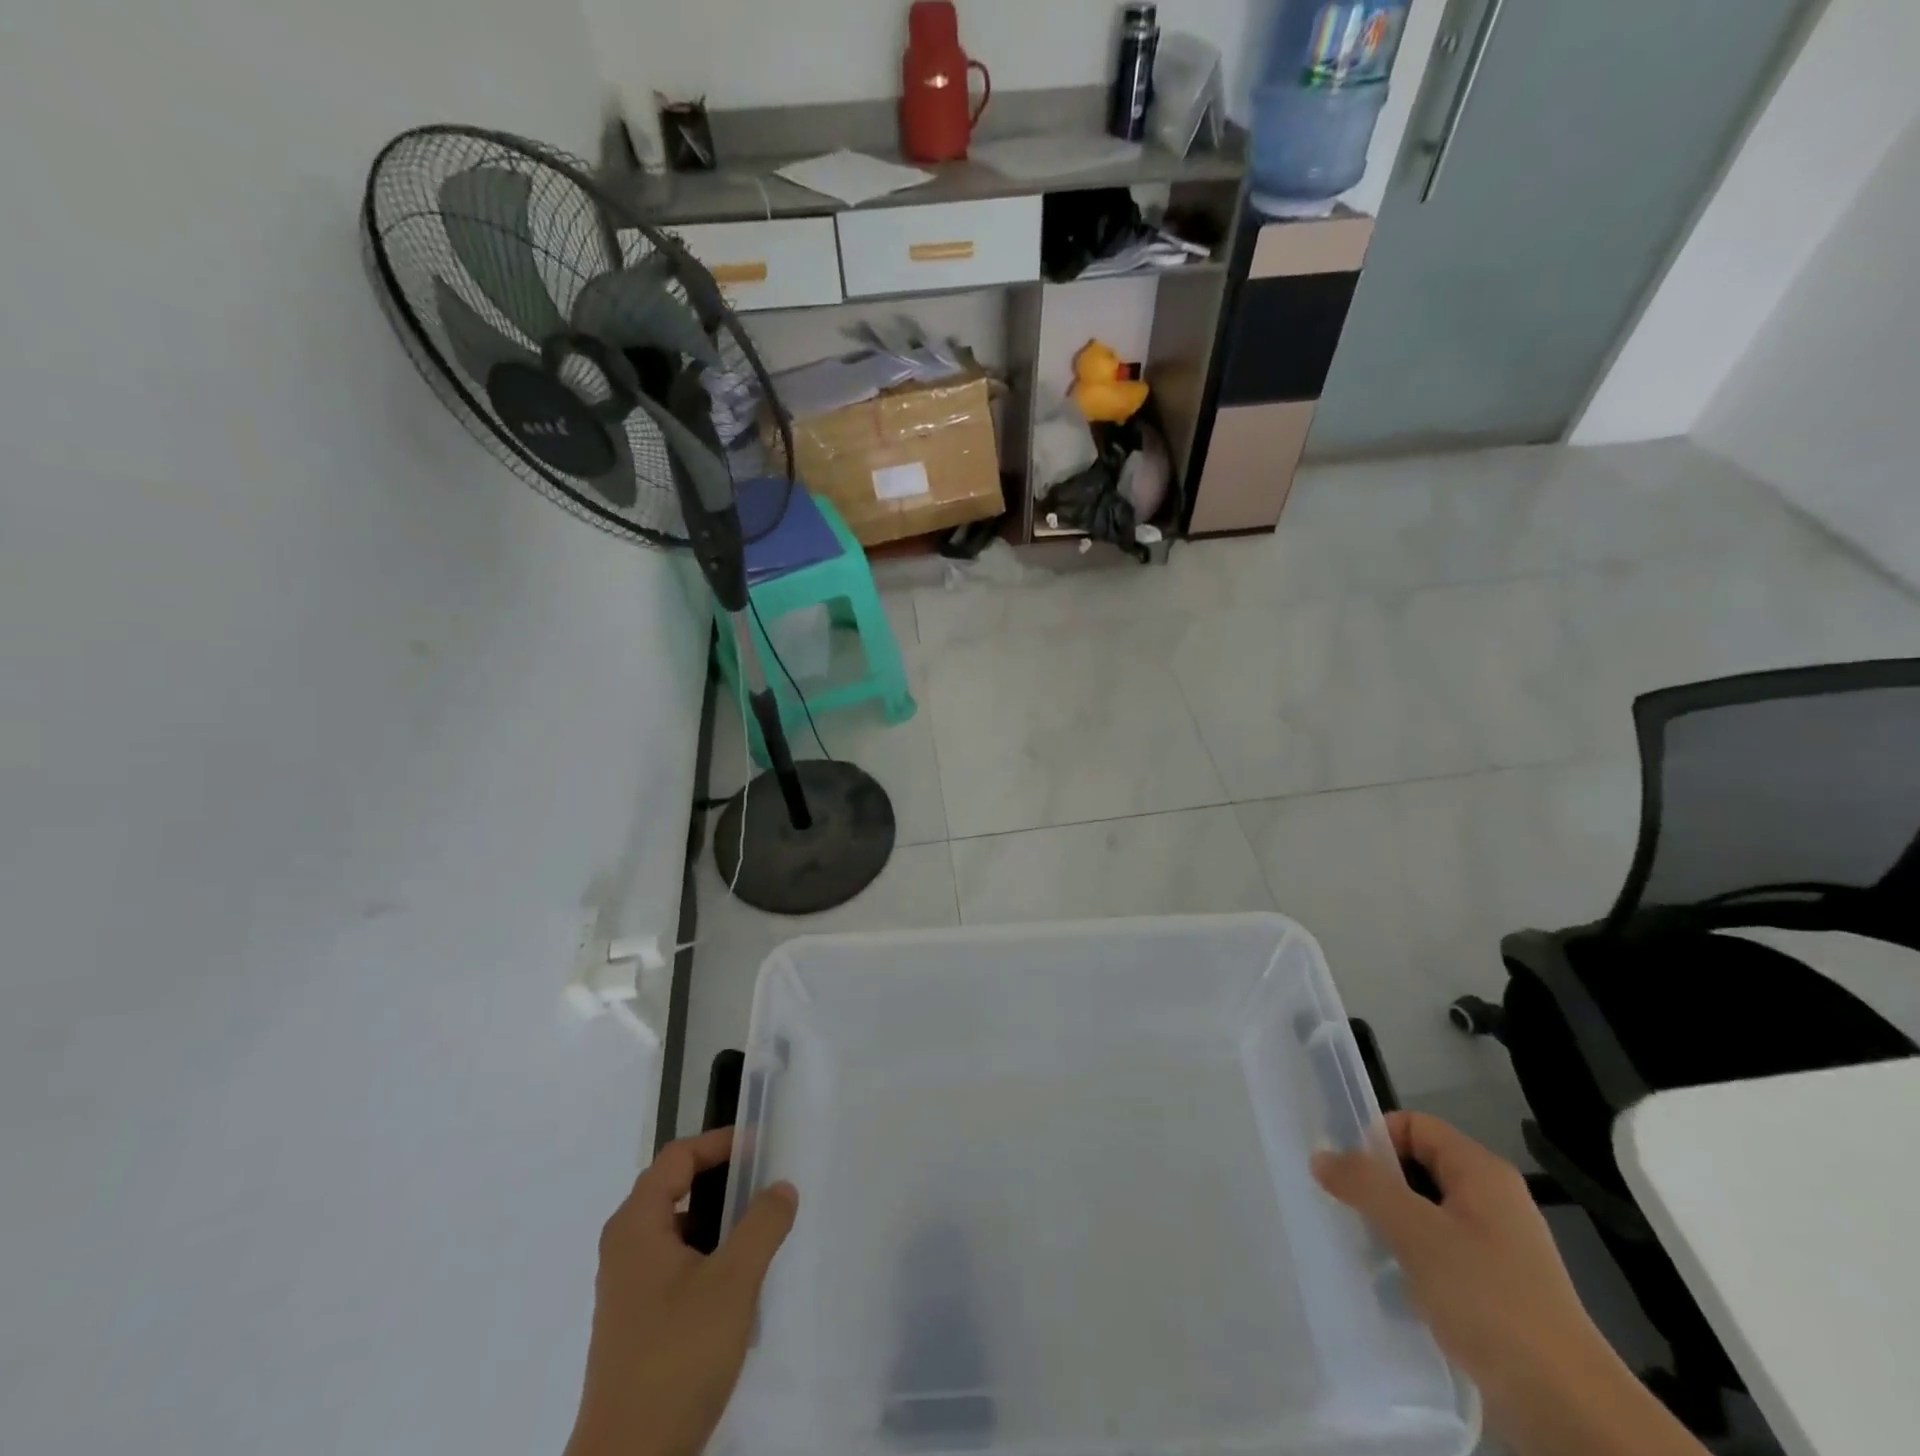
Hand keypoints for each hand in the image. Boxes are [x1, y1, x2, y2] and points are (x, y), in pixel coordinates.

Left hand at [566, 1129, 797, 1455]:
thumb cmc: (677, 1356)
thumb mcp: (733, 1282)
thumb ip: (762, 1225)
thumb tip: (781, 1186)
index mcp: (637, 1225)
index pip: (677, 1157)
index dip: (719, 1143)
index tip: (761, 1145)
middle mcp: (625, 1246)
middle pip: (674, 1188)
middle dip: (721, 1179)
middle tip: (765, 1180)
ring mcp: (628, 1287)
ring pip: (677, 1229)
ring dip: (718, 1220)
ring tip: (761, 1228)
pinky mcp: (637, 1321)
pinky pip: (676, 1264)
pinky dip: (707, 1255)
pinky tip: (739, 1282)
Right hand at [1313, 1113, 1706, 1455]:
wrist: (1567, 1405)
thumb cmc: (1488, 1298)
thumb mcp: (1415, 1232)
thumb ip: (1364, 1185)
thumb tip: (1322, 1155)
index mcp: (1481, 1171)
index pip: (1414, 1125)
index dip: (1376, 1140)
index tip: (1345, 1173)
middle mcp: (1494, 1198)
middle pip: (1419, 1167)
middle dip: (1380, 1185)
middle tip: (1348, 1211)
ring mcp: (1501, 1245)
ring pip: (1428, 1212)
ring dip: (1394, 1226)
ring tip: (1368, 1251)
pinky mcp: (1501, 1287)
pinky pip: (1444, 1252)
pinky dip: (1417, 1259)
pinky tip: (1400, 1286)